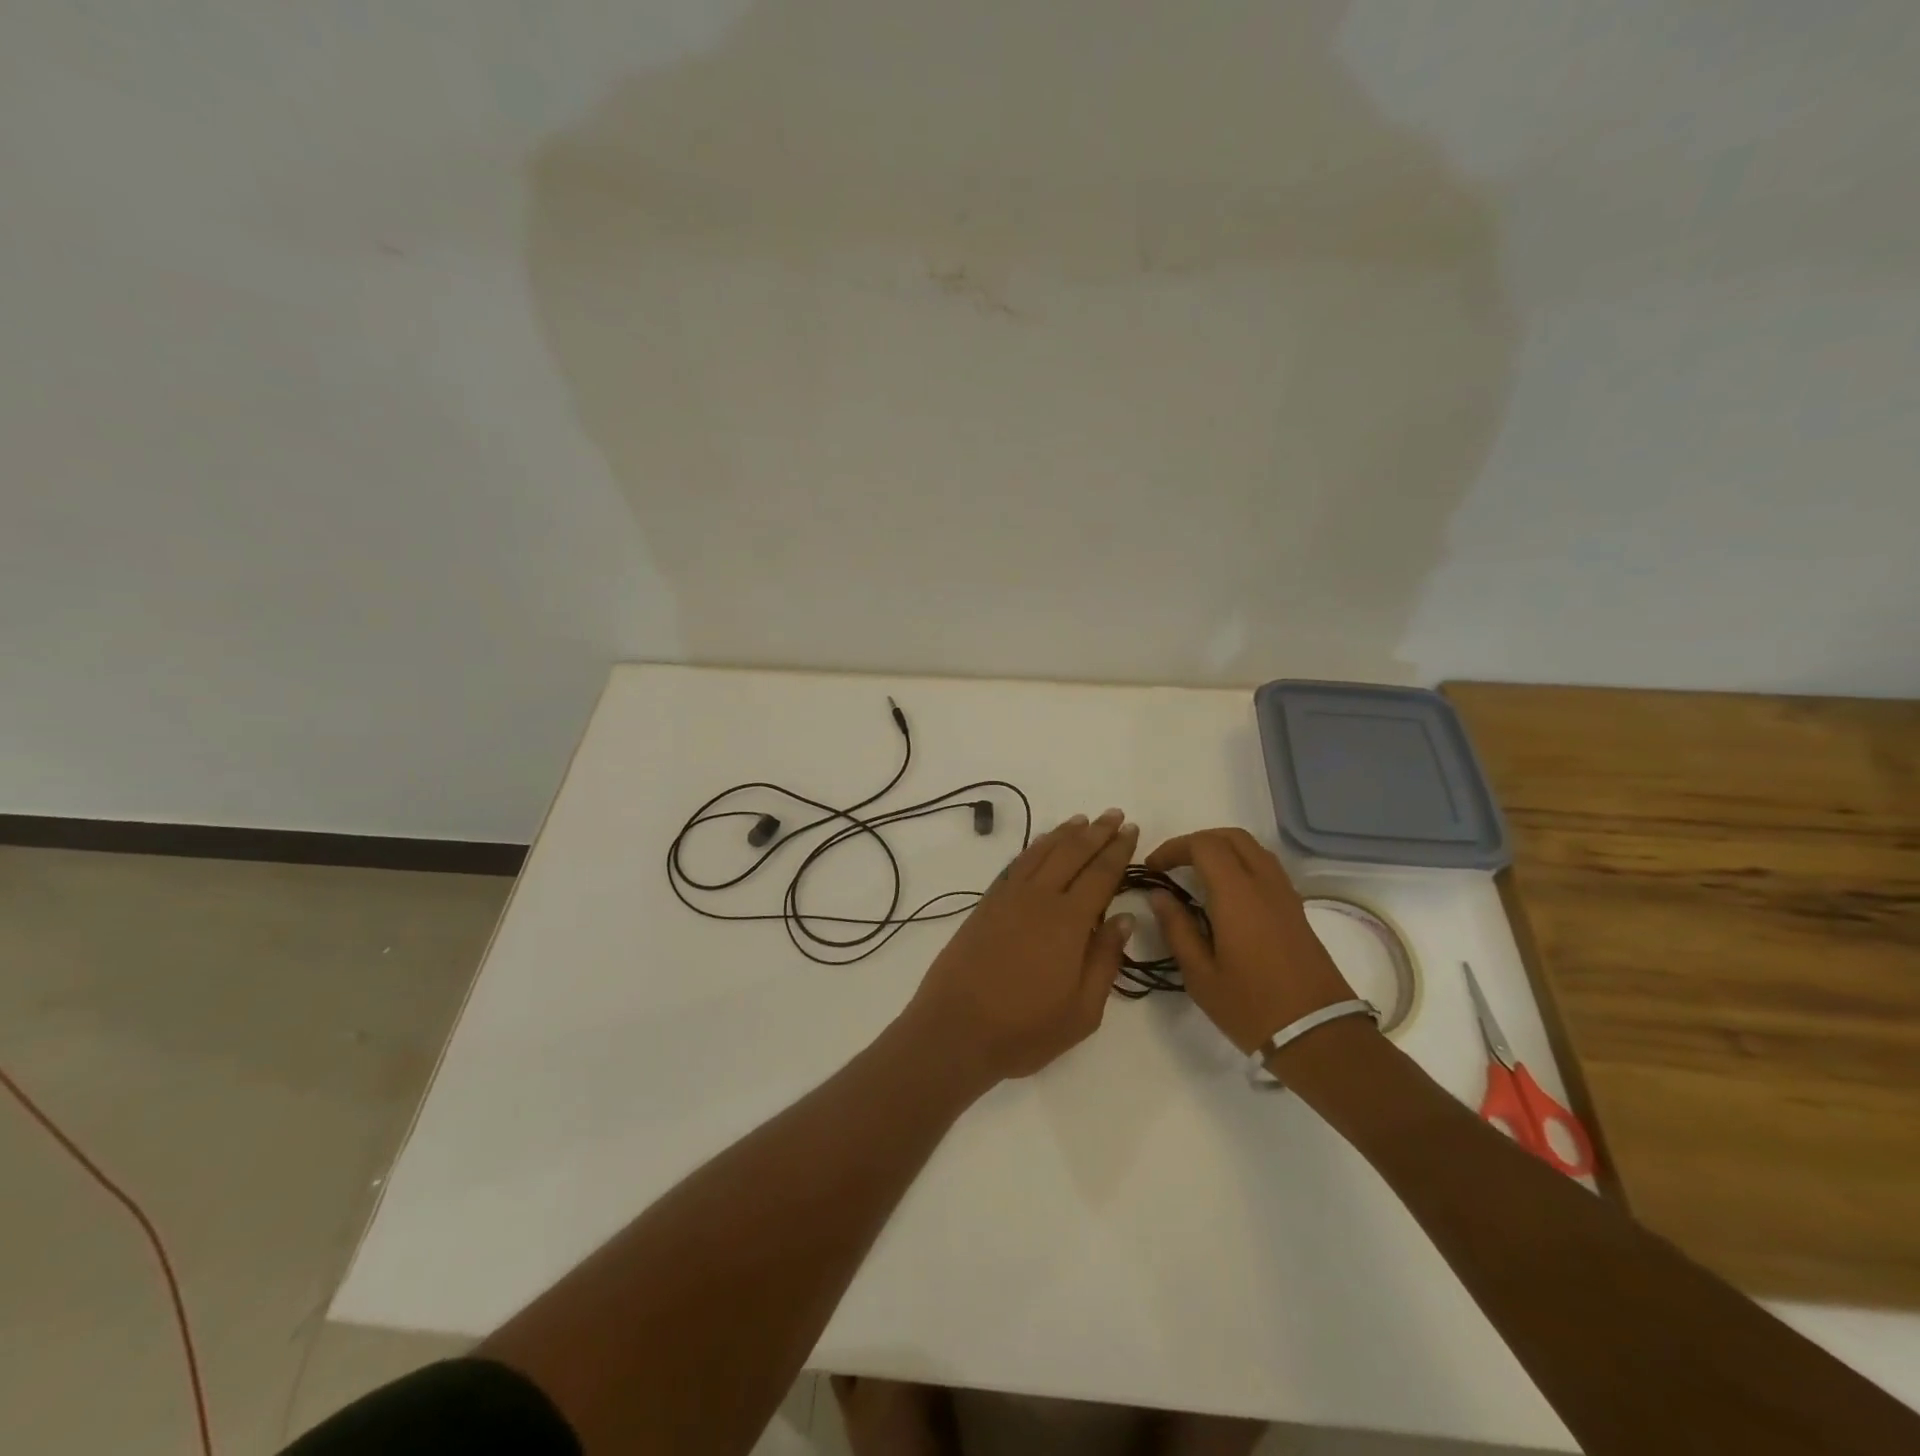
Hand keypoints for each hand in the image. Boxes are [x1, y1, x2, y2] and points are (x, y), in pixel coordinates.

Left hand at [902, 809, 1137, 1087]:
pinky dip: (1034, 848)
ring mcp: (1008, 898)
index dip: (1118, 850)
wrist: (955, 1029)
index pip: (1101, 875)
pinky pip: (1016, 864)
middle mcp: (1039, 899)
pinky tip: (1042, 845)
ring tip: (1082, 820)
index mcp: (1069, 922)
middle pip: (1072, 854)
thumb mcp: (1082, 1011)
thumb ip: (1106, 960)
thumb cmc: (1025, 1029)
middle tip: (1114, 815)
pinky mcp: (986, 905)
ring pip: (1042, 853)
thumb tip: (1124, 918)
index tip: (1130, 829)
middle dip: (1096, 832)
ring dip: (1064, 834)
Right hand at [1145, 827, 1354, 1053]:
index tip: (1153, 869)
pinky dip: (1240, 865)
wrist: (1319, 1036)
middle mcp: (1264, 885)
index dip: (1173, 848)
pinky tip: (1225, 895)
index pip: (1204, 845)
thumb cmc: (1251, 1008)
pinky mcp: (1297, 910)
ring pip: (1253, 849)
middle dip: (1197, 842)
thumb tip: (1159, 896)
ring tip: (1196, 875)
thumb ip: (1177, 929)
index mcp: (1237, 895)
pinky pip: (1266, 868)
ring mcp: (1286, 896)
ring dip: (1221, 850)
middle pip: (1231, 837)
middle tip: (1172, 865)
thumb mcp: (1200, 975)